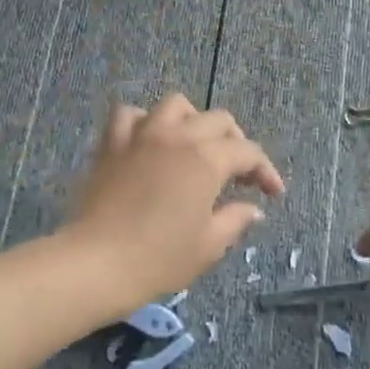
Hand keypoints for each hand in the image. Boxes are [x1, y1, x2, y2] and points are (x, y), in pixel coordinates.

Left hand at [64, 94, 285, 305]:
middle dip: (235, 143)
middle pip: (217, 120)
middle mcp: (177, 136)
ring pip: (175, 106)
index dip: (265, 171)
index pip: (248, 152)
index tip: (273, 194)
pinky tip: (149, 141)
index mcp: (207, 159)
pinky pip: (130, 115)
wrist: (96, 262)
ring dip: (193, 121)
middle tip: (238, 173)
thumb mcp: (208, 246)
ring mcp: (141, 134)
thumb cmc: (159, 258)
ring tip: (195, 145)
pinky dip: (144, 122)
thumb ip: (235, 220)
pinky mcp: (112, 143)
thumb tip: (252, 208)